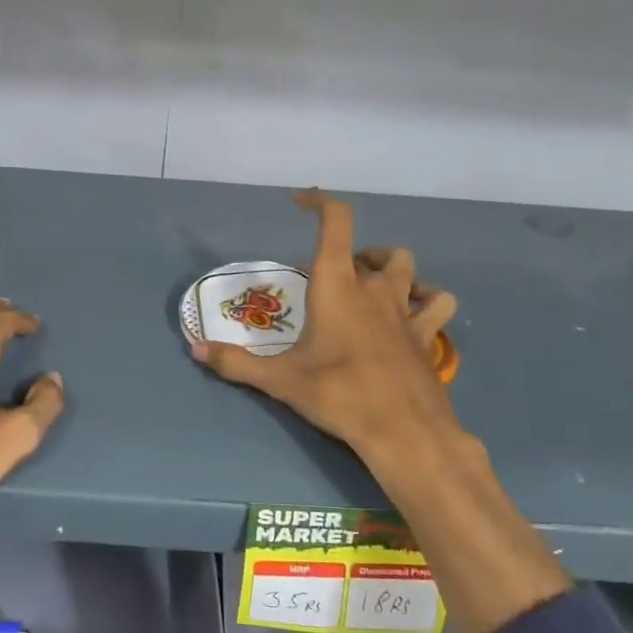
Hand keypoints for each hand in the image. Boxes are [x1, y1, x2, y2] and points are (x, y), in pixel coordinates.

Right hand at [191, 190, 460, 469]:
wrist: (403, 430)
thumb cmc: (338, 394)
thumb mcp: (279, 380)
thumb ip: (236, 362)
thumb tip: (195, 350)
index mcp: (337, 286)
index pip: (336, 222)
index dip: (320, 202)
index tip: (300, 201)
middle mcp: (374, 288)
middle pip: (372, 250)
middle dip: (352, 255)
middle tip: (330, 279)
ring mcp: (406, 310)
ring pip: (408, 267)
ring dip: (390, 269)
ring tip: (371, 287)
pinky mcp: (426, 335)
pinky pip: (436, 303)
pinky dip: (427, 299)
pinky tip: (414, 312)